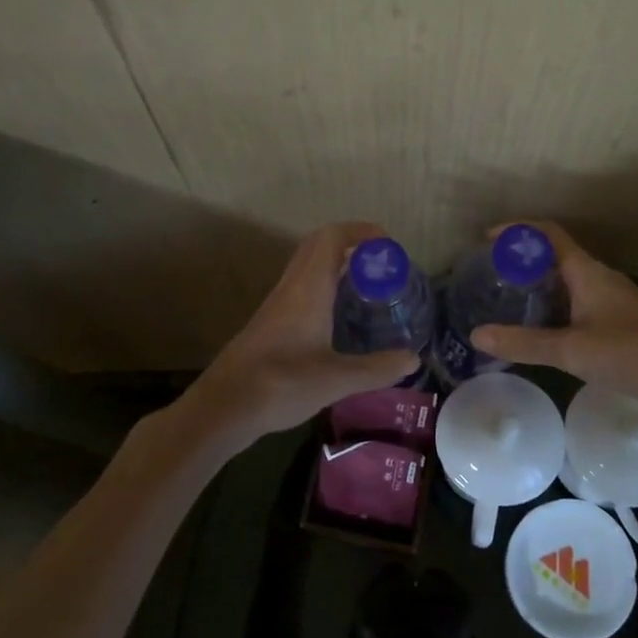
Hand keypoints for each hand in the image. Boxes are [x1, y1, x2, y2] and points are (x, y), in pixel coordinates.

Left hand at [180, 221, 421, 451]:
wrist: (224, 406)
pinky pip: (303, 287)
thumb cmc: (282, 384)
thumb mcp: (337, 380)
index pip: (333, 237)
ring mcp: (278, 304)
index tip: (389, 246)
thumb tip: (413, 358)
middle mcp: (292, 287)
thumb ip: (377, 368)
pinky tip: (340, 317)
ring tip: (368, 288)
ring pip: (309, 266)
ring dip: (338, 265)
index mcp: (308, 288)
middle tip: (382, 266)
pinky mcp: (271, 322)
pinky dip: (326, 286)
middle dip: (353, 245)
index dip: (362, 231)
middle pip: (319, 245)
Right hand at [470, 221, 637, 411]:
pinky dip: (554, 301)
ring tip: (509, 297)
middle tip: (492, 273)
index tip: (487, 239)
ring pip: (567, 277)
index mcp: (586, 271)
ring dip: (538, 281)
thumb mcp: (570, 350)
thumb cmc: (629, 354)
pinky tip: (543, 324)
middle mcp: (598, 275)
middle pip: (555, 253)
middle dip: (523, 258)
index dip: (518, 231)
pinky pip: (577, 296)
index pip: (548, 234)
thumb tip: (476, 335)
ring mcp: (611, 295)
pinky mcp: (618, 315)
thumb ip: (523, 343)